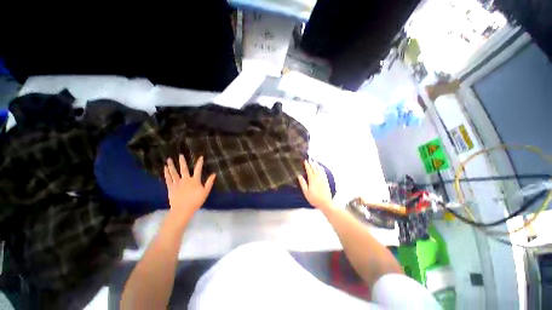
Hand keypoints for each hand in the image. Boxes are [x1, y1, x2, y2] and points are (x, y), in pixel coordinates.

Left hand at [164, 155, 215, 224]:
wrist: (182, 210)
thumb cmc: (196, 201)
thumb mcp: (205, 192)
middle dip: (182, 162)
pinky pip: (168, 179)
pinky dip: (166, 173)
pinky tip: (165, 169)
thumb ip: (209, 182)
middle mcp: (185, 180)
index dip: (200, 163)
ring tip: (168, 160)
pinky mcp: (171, 188)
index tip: (201, 157)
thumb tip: (214, 174)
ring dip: (171, 166)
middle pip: (184, 169)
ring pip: (174, 173)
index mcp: (195, 180)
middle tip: (180, 155)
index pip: (198, 169)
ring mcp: (177, 183)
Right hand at [297, 160, 333, 210]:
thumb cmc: (315, 199)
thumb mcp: (306, 192)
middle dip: (311, 163)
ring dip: (316, 165)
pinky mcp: (326, 181)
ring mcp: (323, 179)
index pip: (309, 170)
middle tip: (309, 159)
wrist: (326, 203)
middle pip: (314, 169)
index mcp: (312, 180)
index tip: (305, 161)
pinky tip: (321, 167)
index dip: (307, 165)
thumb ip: (303, 183)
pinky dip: (321, 169)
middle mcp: (318, 178)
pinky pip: (323, 173)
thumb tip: (299, 176)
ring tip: (314, 161)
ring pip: (319, 170)